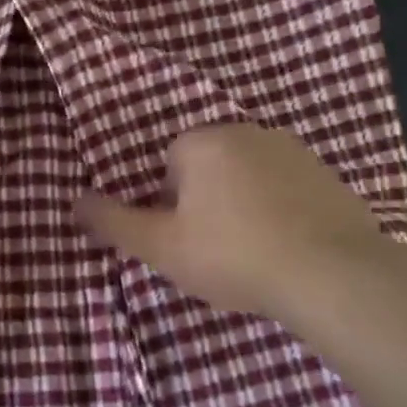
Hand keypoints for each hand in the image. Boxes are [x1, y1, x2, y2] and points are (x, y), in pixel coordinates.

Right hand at [76, 123, 391, 323]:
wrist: (331, 274)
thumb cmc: (232, 254)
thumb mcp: (160, 246)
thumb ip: (114, 222)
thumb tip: (74, 201)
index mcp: (203, 141)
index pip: (169, 163)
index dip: (169, 204)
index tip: (183, 238)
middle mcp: (248, 132)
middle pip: (209, 167)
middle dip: (205, 201)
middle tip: (213, 249)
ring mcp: (295, 152)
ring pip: (249, 178)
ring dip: (243, 205)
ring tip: (251, 253)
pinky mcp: (330, 176)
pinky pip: (288, 191)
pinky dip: (281, 212)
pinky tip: (287, 249)